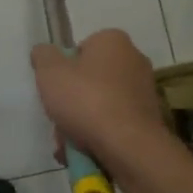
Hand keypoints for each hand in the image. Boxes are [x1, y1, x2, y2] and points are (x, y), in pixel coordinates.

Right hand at [30, 29, 168, 161]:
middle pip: (90, 79)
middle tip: (57, 119)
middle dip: (71, 101)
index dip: (63, 68)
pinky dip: (99, 135)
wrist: (128, 146)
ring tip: (67, 143)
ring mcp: (144, 91)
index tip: (54, 88)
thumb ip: (43, 57)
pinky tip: (85, 151)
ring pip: (100, 104)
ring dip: (82, 122)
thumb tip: (44, 53)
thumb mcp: (50, 72)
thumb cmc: (87, 100)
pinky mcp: (148, 119)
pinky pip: (114, 123)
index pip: (81, 49)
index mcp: (113, 41)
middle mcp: (134, 60)